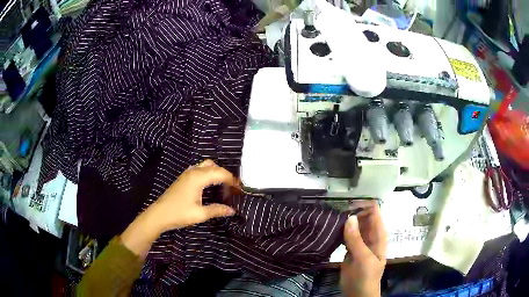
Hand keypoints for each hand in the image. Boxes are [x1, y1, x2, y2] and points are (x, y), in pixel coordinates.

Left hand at [121, 160, 237, 257]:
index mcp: (198, 178)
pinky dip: (209, 173)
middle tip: (233, 187)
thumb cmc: (178, 214)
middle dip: (226, 175)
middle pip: (214, 167)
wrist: (159, 215)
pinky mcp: (184, 178)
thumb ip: (217, 210)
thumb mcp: (200, 214)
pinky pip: (200, 169)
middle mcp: (193, 172)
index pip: (220, 173)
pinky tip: (210, 185)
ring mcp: (187, 174)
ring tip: (223, 185)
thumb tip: (232, 210)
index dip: (232, 180)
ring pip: (206, 166)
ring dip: (216, 172)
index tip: (241, 189)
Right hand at [340, 202, 386, 296]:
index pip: (375, 212)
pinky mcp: (350, 249)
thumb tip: (350, 217)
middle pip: (363, 216)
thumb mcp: (363, 259)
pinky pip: (346, 236)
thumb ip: (356, 239)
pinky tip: (331, 229)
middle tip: (336, 211)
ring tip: (331, 217)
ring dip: (345, 221)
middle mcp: (370, 235)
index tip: (348, 205)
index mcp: (378, 235)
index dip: (364, 205)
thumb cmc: (366, 277)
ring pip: (354, 225)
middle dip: (352, 212)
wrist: (357, 294)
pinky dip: (340, 231)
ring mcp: (360, 242)